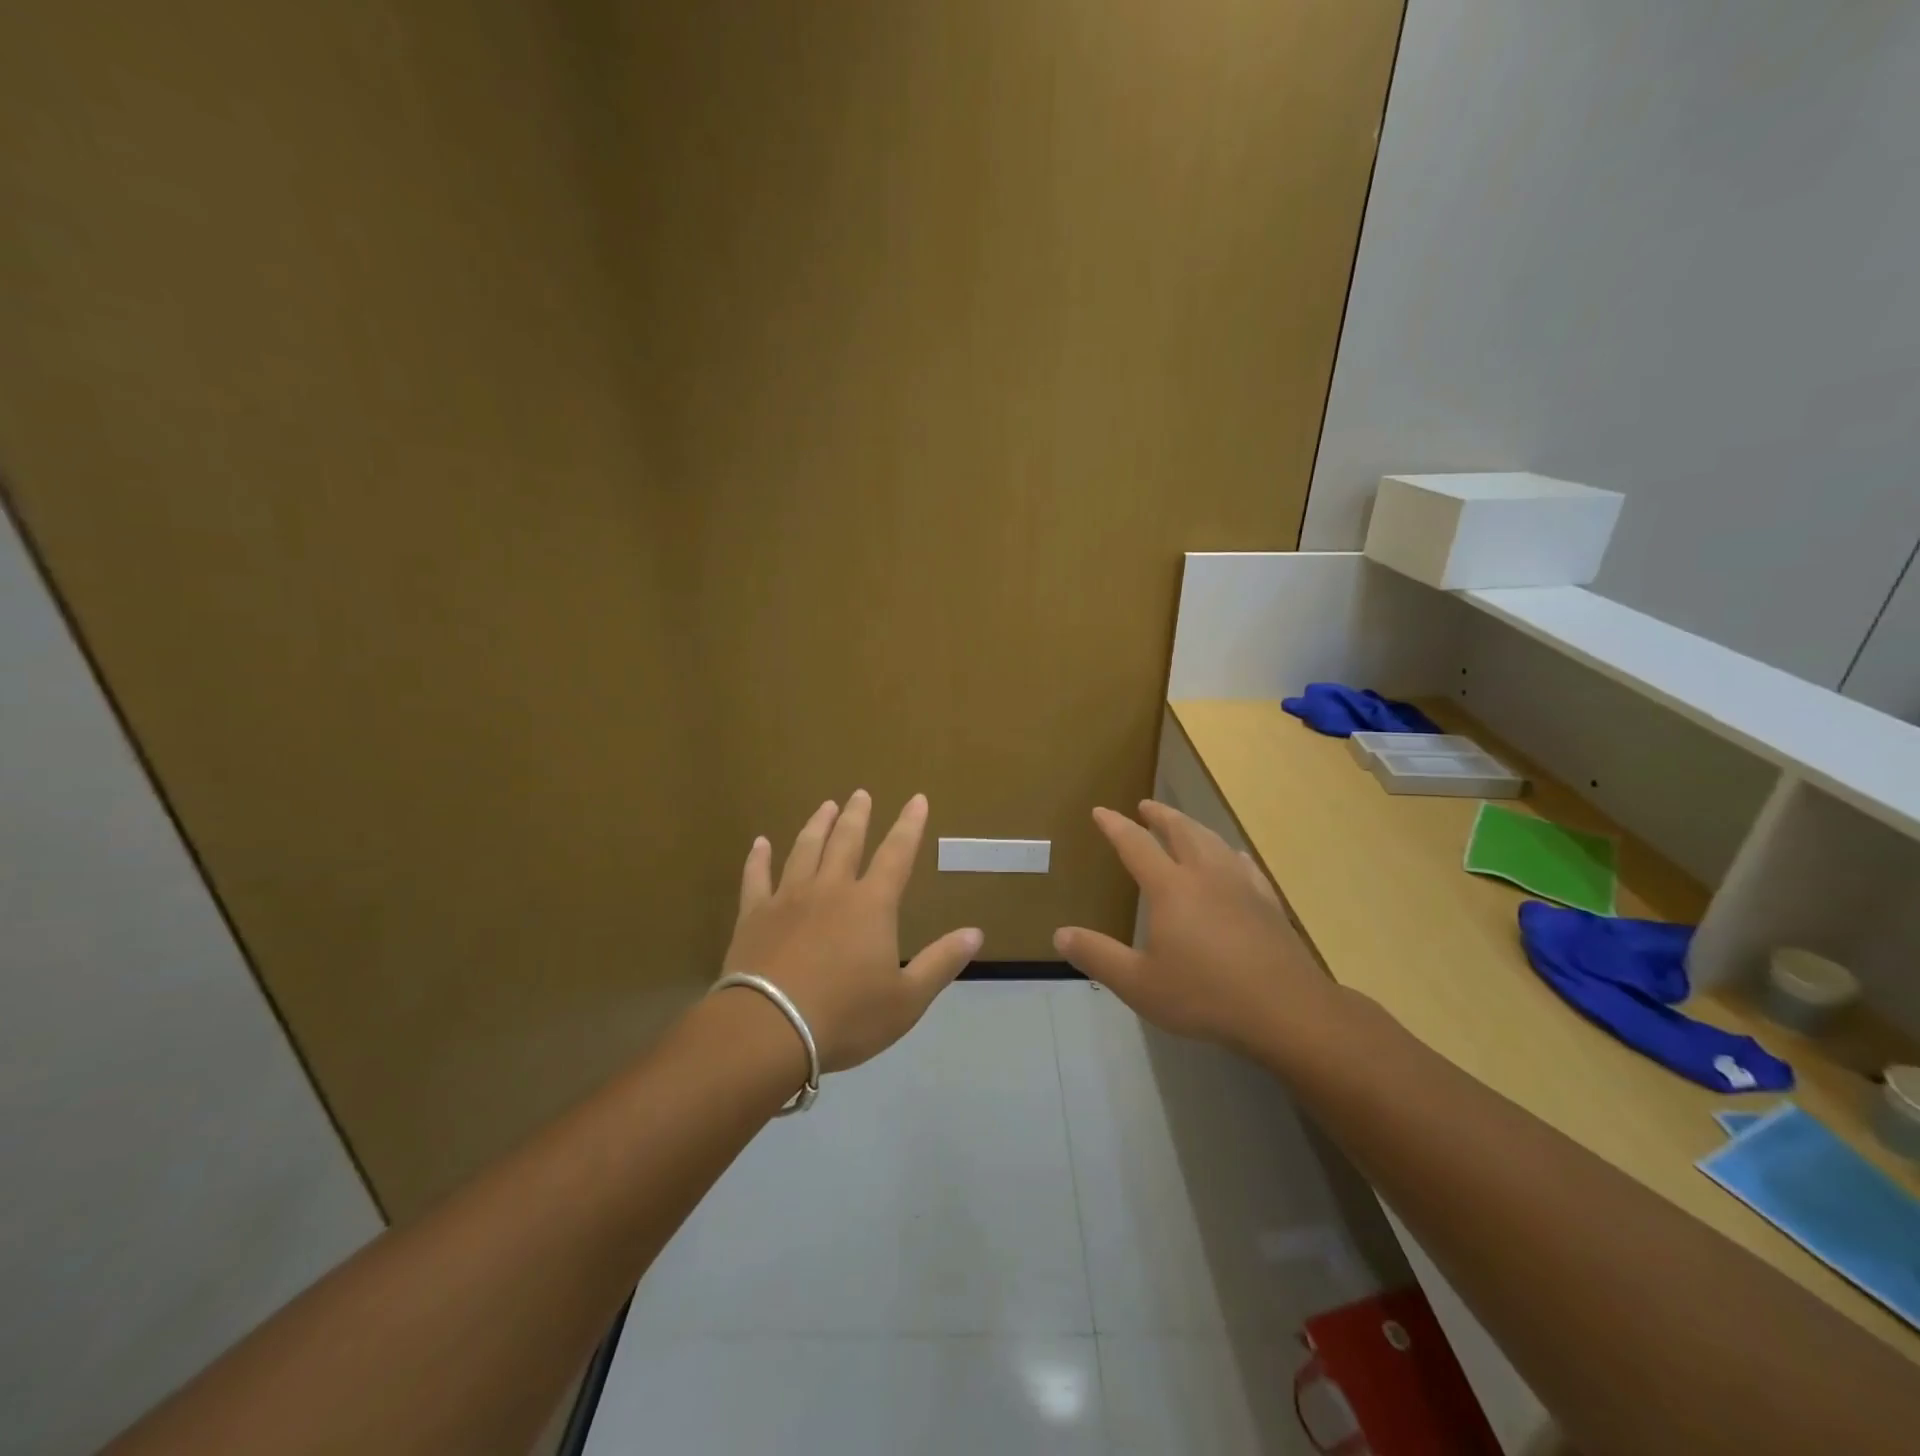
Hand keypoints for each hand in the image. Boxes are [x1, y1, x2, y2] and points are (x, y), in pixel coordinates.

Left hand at [721, 790, 983, 1073]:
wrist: (770, 1030)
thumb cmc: (846, 1017)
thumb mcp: (906, 999)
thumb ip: (941, 963)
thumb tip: (976, 932)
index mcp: (871, 905)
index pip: (897, 855)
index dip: (909, 826)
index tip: (917, 799)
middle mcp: (831, 890)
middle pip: (846, 842)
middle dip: (857, 816)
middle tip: (860, 793)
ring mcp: (788, 898)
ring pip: (805, 850)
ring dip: (817, 826)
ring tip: (826, 807)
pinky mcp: (754, 915)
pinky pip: (757, 877)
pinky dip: (759, 858)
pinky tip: (760, 843)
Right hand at [1053, 801, 1334, 1054]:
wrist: (1285, 1009)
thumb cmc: (1205, 995)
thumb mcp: (1139, 984)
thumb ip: (1098, 956)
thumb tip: (1060, 935)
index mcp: (1170, 888)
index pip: (1136, 845)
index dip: (1116, 826)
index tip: (1101, 811)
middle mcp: (1205, 875)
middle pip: (1181, 831)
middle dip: (1160, 815)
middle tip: (1146, 806)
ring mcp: (1241, 885)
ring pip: (1214, 841)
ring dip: (1193, 826)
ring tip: (1184, 824)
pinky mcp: (1268, 903)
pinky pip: (1244, 864)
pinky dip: (1229, 852)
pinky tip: (1233, 857)